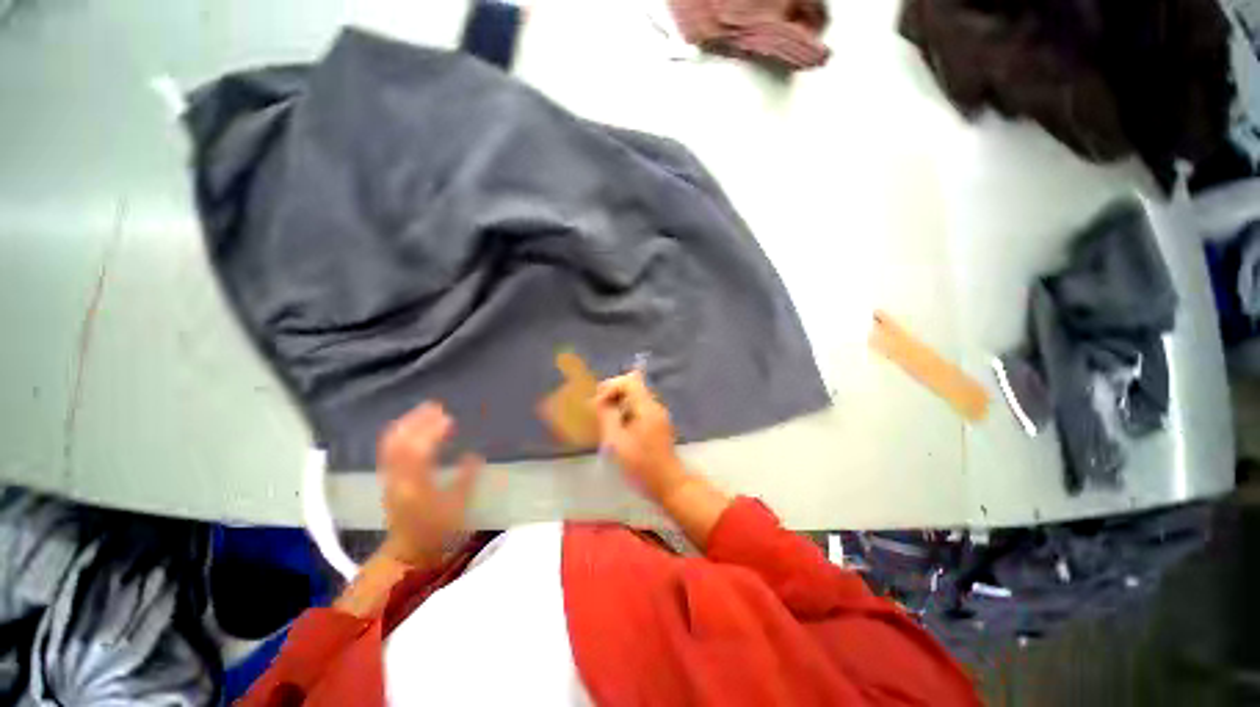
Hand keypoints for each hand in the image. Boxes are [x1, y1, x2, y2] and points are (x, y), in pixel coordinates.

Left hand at [376, 402, 482, 567]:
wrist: (410, 553)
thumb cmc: (440, 531)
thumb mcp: (460, 507)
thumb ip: (467, 479)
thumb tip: (474, 453)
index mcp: (417, 487)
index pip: (419, 452)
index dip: (432, 432)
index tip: (449, 417)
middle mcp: (398, 479)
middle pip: (399, 444)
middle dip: (416, 421)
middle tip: (436, 406)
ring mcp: (390, 479)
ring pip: (391, 445)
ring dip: (406, 424)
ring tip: (425, 410)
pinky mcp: (389, 479)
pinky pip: (389, 450)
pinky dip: (399, 434)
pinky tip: (412, 426)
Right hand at [593, 372, 688, 502]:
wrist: (669, 485)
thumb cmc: (642, 466)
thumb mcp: (618, 443)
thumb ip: (608, 417)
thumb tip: (601, 401)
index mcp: (646, 407)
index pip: (629, 381)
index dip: (611, 387)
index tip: (598, 404)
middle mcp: (655, 406)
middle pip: (633, 386)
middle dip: (613, 394)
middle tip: (598, 411)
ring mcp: (658, 415)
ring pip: (635, 398)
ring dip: (618, 404)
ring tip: (605, 421)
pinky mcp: (658, 424)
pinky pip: (639, 409)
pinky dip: (625, 412)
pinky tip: (617, 429)